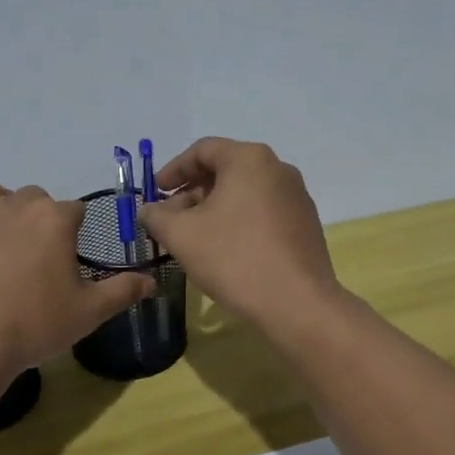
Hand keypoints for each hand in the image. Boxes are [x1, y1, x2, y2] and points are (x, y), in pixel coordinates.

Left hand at [0, 181, 154, 379]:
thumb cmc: (34, 325)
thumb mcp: (90, 312)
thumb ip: (123, 290)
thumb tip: (152, 280)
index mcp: (53, 219)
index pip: (74, 210)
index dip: (75, 232)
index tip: (70, 258)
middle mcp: (13, 205)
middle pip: (32, 197)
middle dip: (38, 218)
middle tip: (36, 257)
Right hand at [138, 138, 339, 329]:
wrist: (297, 303)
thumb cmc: (234, 258)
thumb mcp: (181, 236)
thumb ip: (156, 216)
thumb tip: (148, 210)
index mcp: (249, 159)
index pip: (202, 150)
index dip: (173, 170)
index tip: (155, 193)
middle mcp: (278, 169)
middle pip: (225, 170)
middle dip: (192, 192)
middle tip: (170, 219)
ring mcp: (296, 197)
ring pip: (244, 193)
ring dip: (214, 209)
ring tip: (194, 237)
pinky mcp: (305, 224)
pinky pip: (263, 212)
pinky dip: (238, 221)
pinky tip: (226, 250)